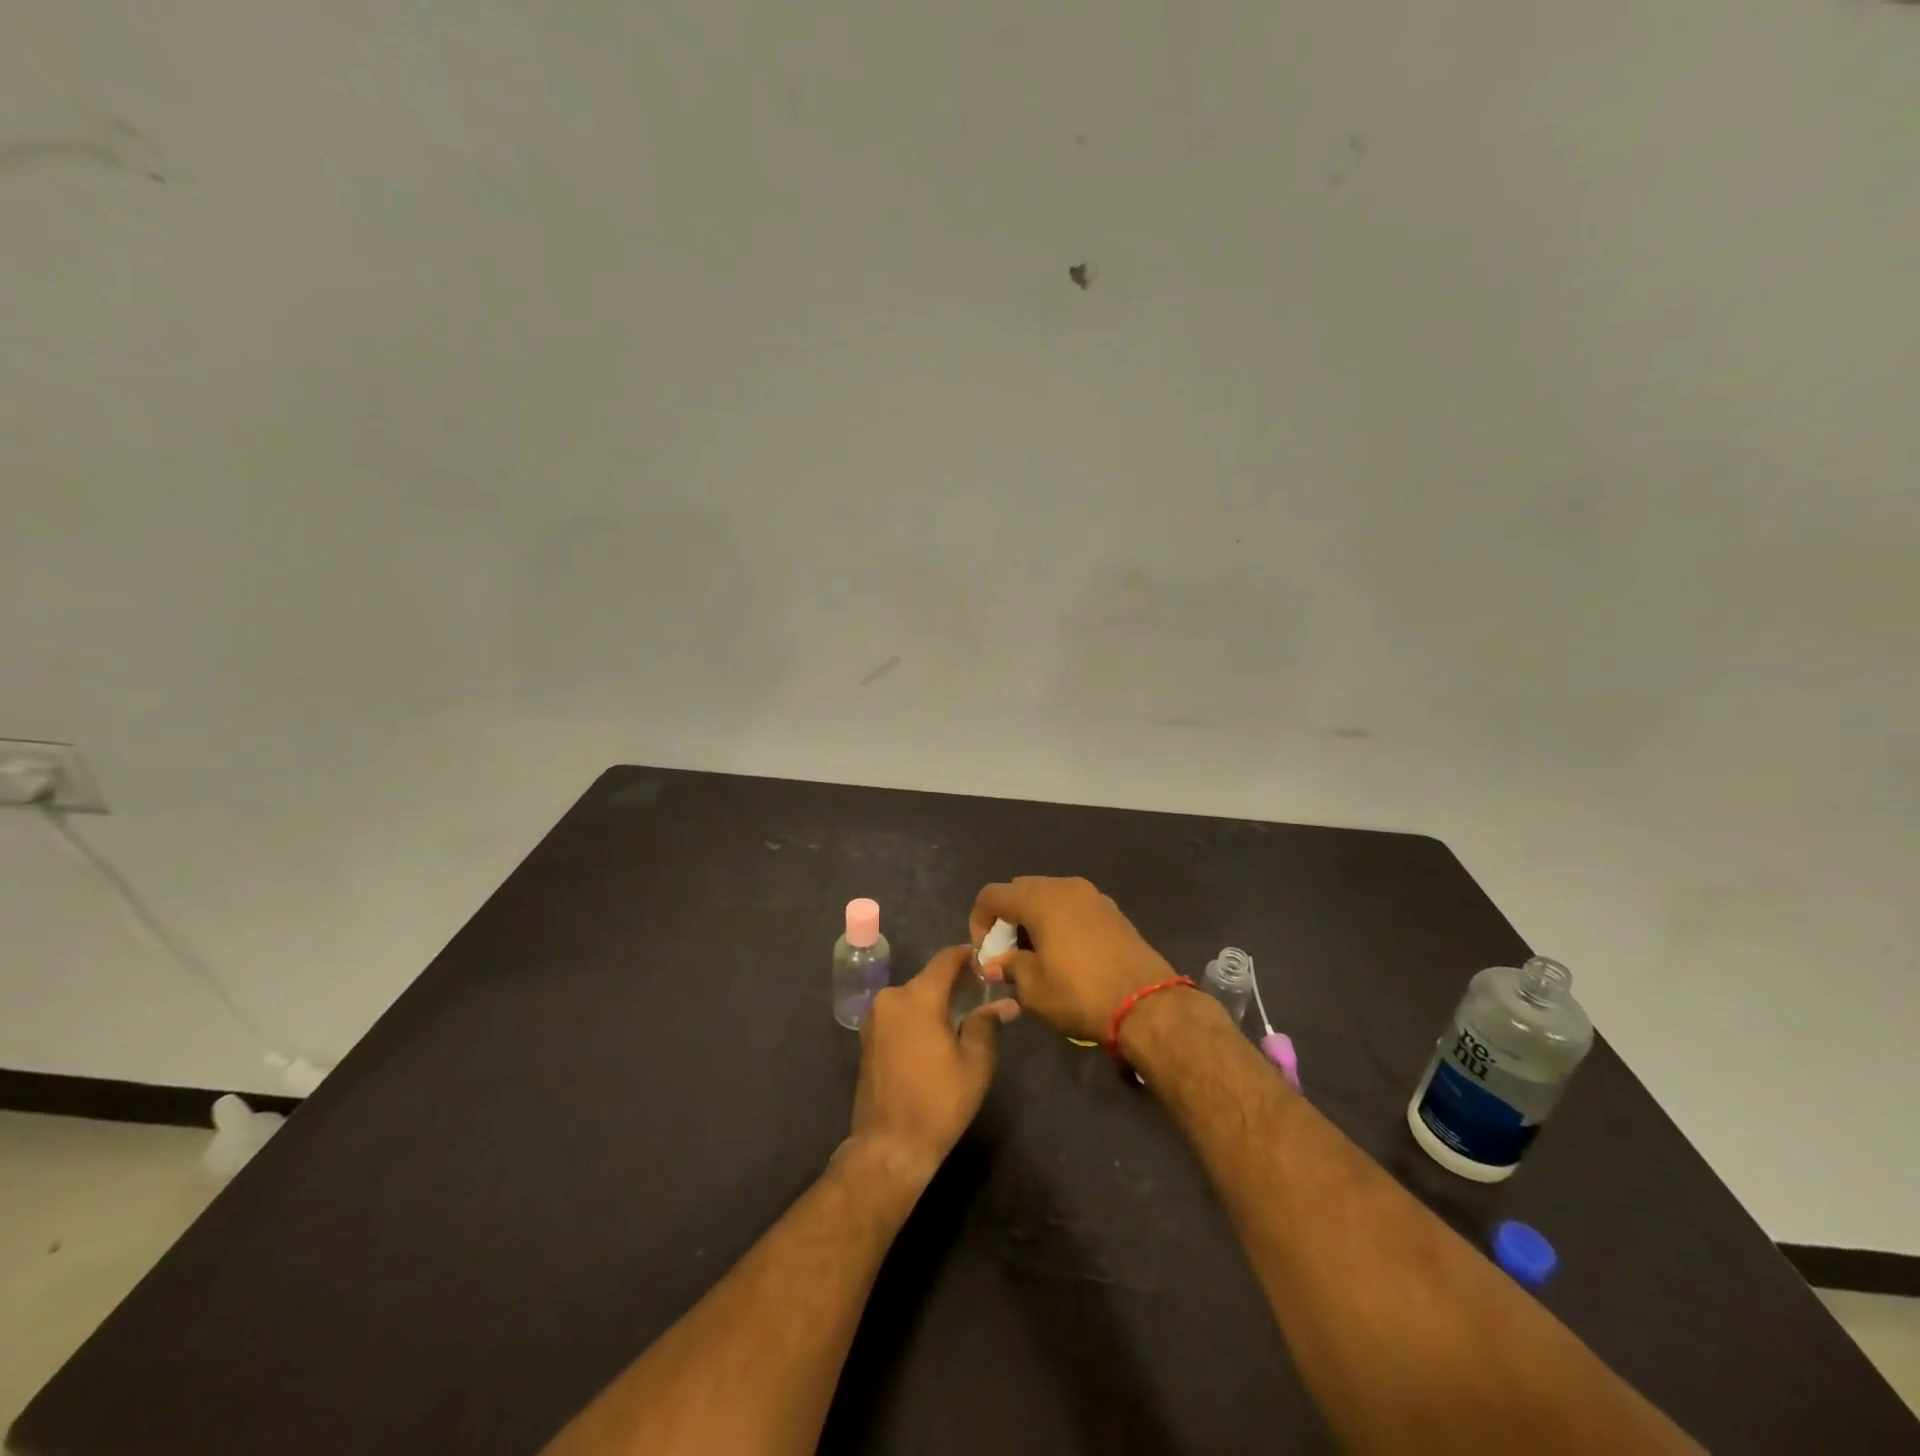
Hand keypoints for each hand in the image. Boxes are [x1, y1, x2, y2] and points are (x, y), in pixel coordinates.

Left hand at [846, 946, 1018, 1186]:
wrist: (889, 1146)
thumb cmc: (938, 1102)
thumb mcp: (975, 1064)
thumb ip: (986, 1024)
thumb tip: (1003, 1004)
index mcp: (918, 997)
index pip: (946, 959)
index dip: (967, 955)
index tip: (986, 960)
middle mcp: (891, 997)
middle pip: (928, 978)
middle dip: (954, 982)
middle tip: (980, 992)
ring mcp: (875, 1018)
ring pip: (912, 996)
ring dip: (935, 1001)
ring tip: (961, 1016)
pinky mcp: (867, 1037)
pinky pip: (899, 1013)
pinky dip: (917, 1016)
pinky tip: (935, 1034)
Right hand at [969, 877, 1176, 1042]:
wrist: (1146, 1004)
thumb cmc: (1080, 993)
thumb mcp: (1033, 988)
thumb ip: (1009, 967)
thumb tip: (995, 963)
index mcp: (1040, 899)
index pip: (992, 895)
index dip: (979, 921)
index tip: (986, 952)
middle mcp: (1065, 886)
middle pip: (1021, 890)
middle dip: (1007, 918)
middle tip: (1009, 953)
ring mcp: (1092, 895)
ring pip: (1049, 896)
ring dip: (1034, 919)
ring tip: (1036, 955)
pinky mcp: (1112, 910)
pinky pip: (1073, 906)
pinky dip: (1059, 921)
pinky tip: (1065, 953)